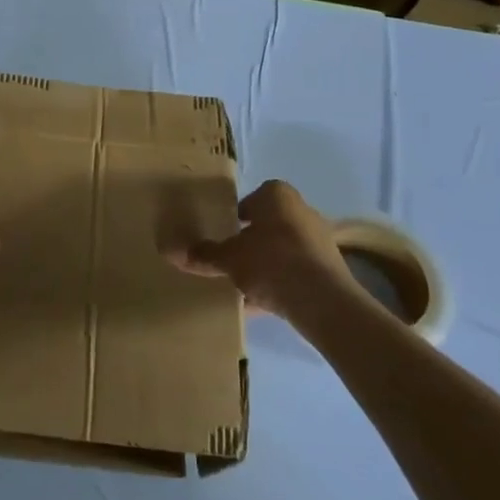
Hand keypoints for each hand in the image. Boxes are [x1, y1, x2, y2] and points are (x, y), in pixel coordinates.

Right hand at [167, 180, 355, 325]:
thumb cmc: (271, 262)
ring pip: (283, 249)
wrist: (323, 300)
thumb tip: (171, 252)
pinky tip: (261, 304)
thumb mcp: (229, 259)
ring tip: (242, 285)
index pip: (252, 198)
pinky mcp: (328, 268)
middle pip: (268, 223)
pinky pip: (295, 272)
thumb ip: (203, 255)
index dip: (236, 215)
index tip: (223, 233)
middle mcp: (301, 210)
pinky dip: (280, 284)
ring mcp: (318, 239)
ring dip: (265, 264)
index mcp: (277, 196)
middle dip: (250, 241)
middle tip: (229, 258)